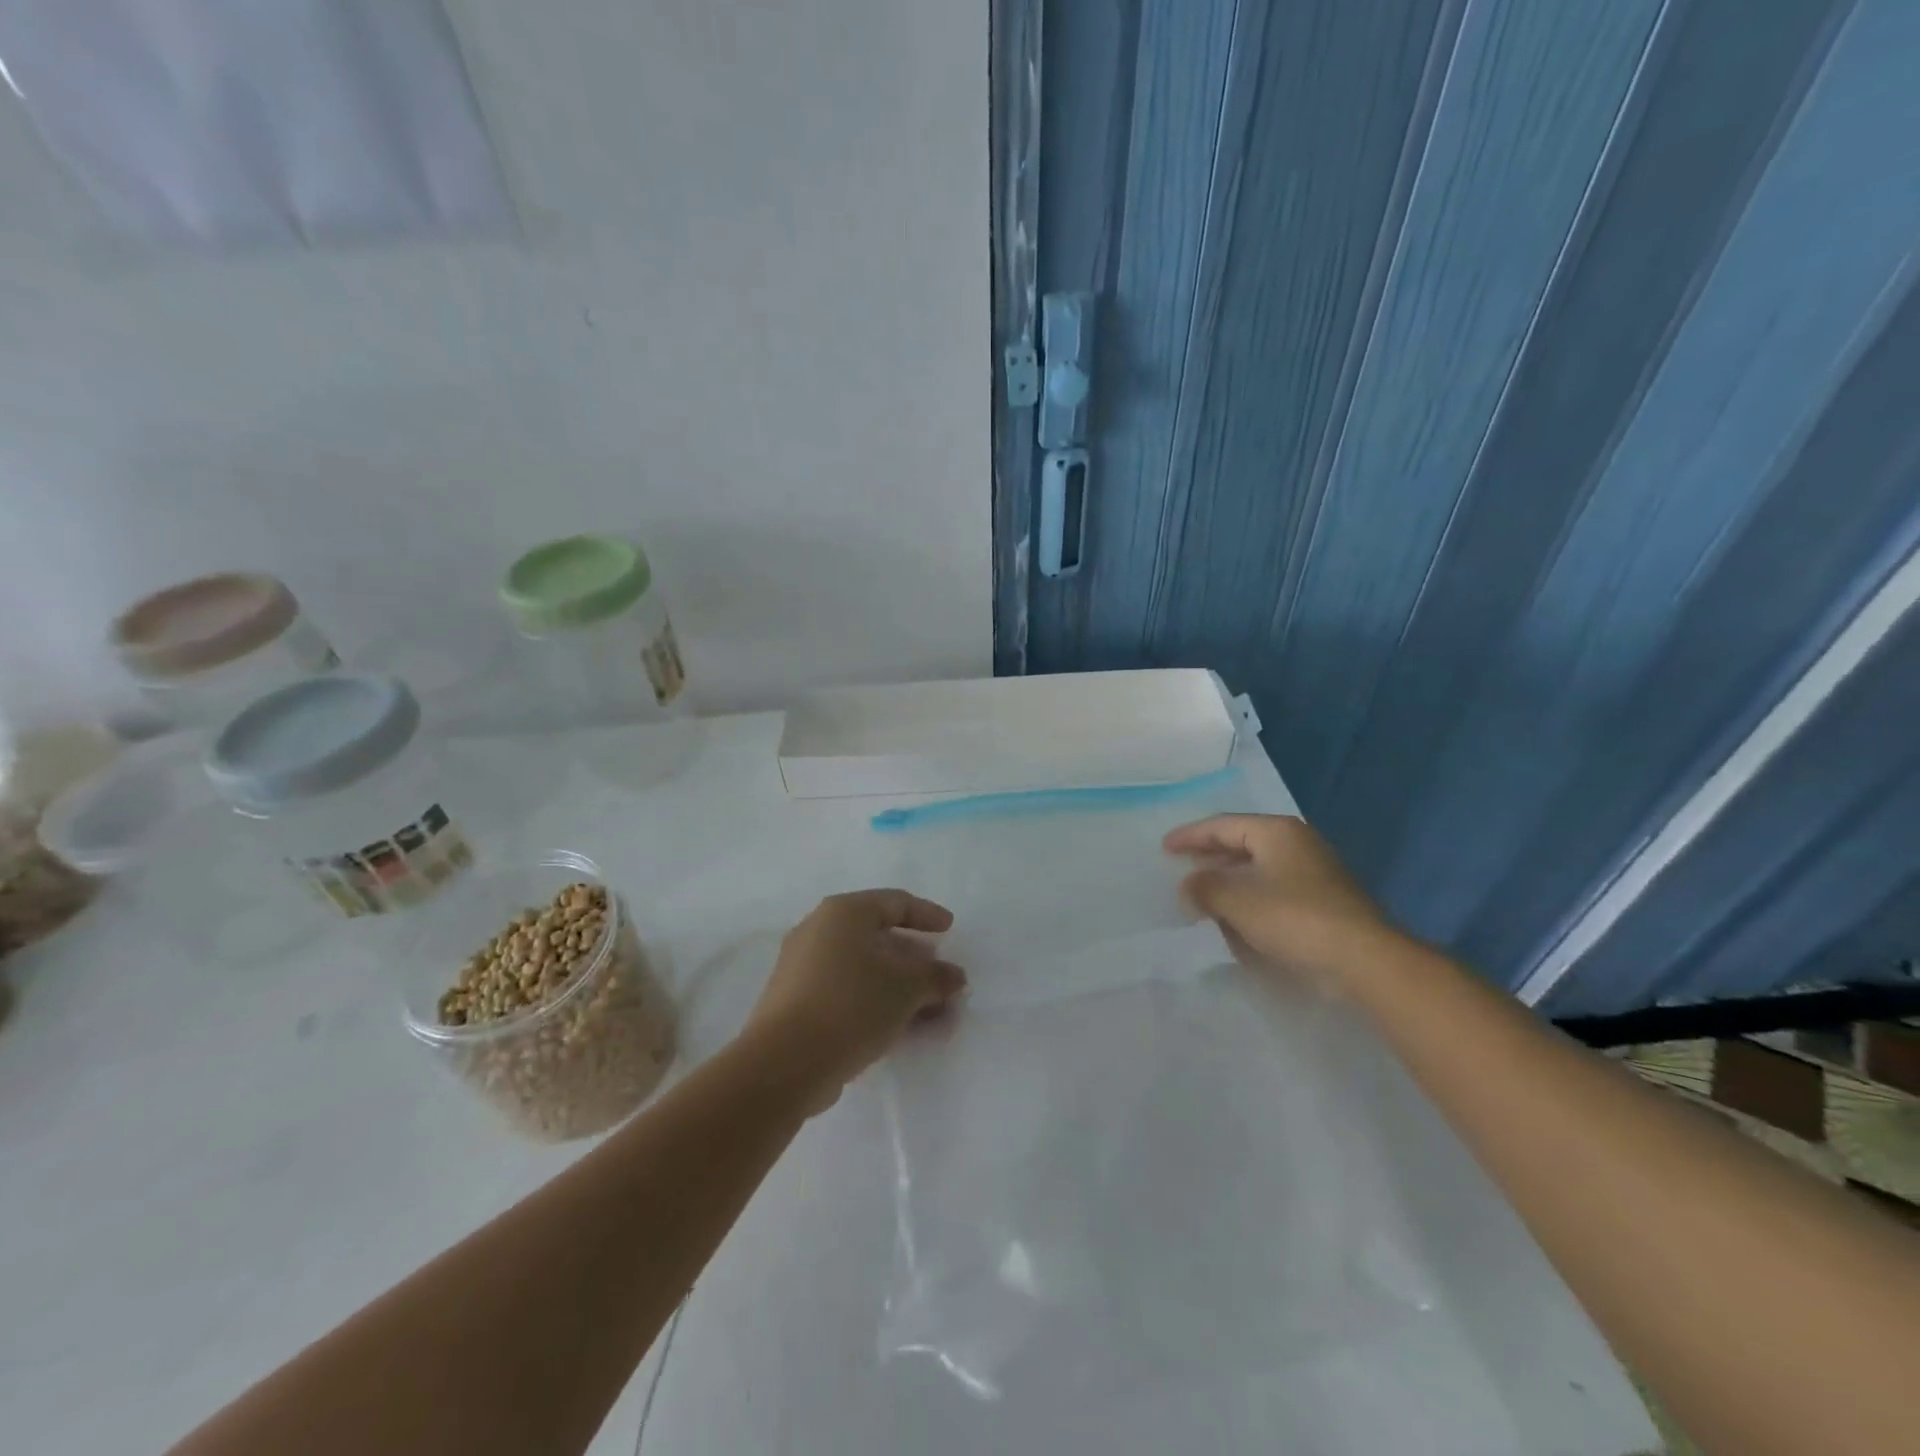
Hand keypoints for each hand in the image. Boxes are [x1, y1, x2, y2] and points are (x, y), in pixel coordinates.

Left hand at [743, 890, 966, 1110]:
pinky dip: (875, 1002)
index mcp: (843, 912)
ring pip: (863, 968)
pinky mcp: (795, 1002)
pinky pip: (846, 991)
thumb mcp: (906, 988)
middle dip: (914, 959)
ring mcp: (802, 967)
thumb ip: (935, 976)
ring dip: (898, 987)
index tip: (950, 929)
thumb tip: (954, 975)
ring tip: (929, 1011)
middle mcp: (818, 930)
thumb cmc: (851, 1005)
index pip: (894, 902)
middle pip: (877, 936)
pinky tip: (899, 1027)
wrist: (784, 1063)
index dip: (926, 914)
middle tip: (940, 976)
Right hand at [1163, 814, 1402, 995]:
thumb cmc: (1294, 919)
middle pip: (1242, 843)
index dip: (1190, 836)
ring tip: (1204, 894)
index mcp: (1276, 832)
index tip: (1164, 848)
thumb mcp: (1237, 901)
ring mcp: (1315, 872)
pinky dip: (1251, 898)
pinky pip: (1275, 890)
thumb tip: (1188, 886)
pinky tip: (1237, 917)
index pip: (1223, 825)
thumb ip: (1204, 888)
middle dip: (1210, 857)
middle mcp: (1297, 843)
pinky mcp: (1323, 901)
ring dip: (1230, 880)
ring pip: (1259, 869)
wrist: (1364, 961)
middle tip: (1182, 868)